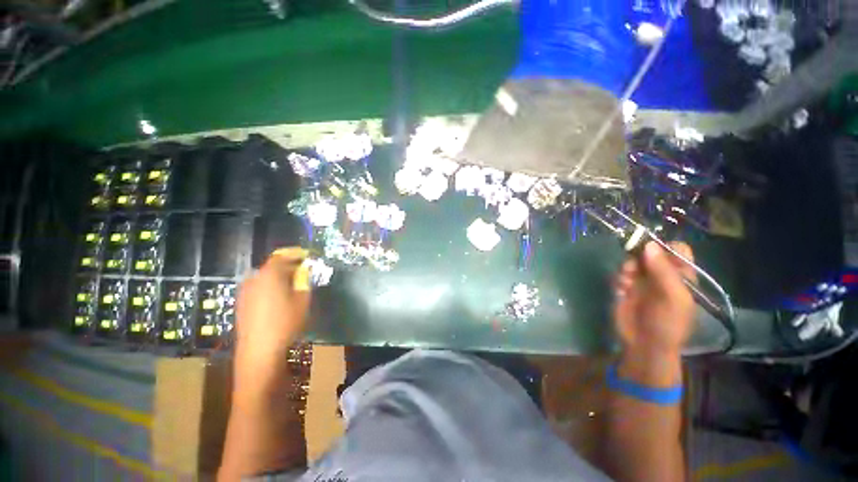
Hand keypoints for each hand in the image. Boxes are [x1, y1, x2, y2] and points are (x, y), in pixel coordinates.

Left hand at [235, 248, 311, 379]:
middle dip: (289, 265)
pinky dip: (270, 285)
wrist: (259, 350)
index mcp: (269, 275)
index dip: (295, 254)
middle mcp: (254, 279)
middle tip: (303, 270)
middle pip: (272, 266)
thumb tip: (305, 269)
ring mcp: (245, 291)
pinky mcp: (242, 303)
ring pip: (265, 276)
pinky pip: (259, 287)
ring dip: (279, 276)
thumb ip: (303, 280)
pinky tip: (279, 295)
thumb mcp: (302, 299)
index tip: (307, 255)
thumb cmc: (285, 322)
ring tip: (293, 283)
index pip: (282, 256)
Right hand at [614, 241, 695, 373]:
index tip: (649, 249)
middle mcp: (663, 275)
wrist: (644, 345)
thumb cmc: (667, 323)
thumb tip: (649, 244)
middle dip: (639, 257)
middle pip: (650, 253)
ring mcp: (644, 282)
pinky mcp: (627, 288)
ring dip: (628, 268)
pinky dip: (620, 279)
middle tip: (633, 268)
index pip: (677, 250)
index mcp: (682, 276)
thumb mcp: (673, 297)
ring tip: (626, 281)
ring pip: (633, 262)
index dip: (664, 246)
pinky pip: (621, 274)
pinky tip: (621, 290)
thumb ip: (663, 271)